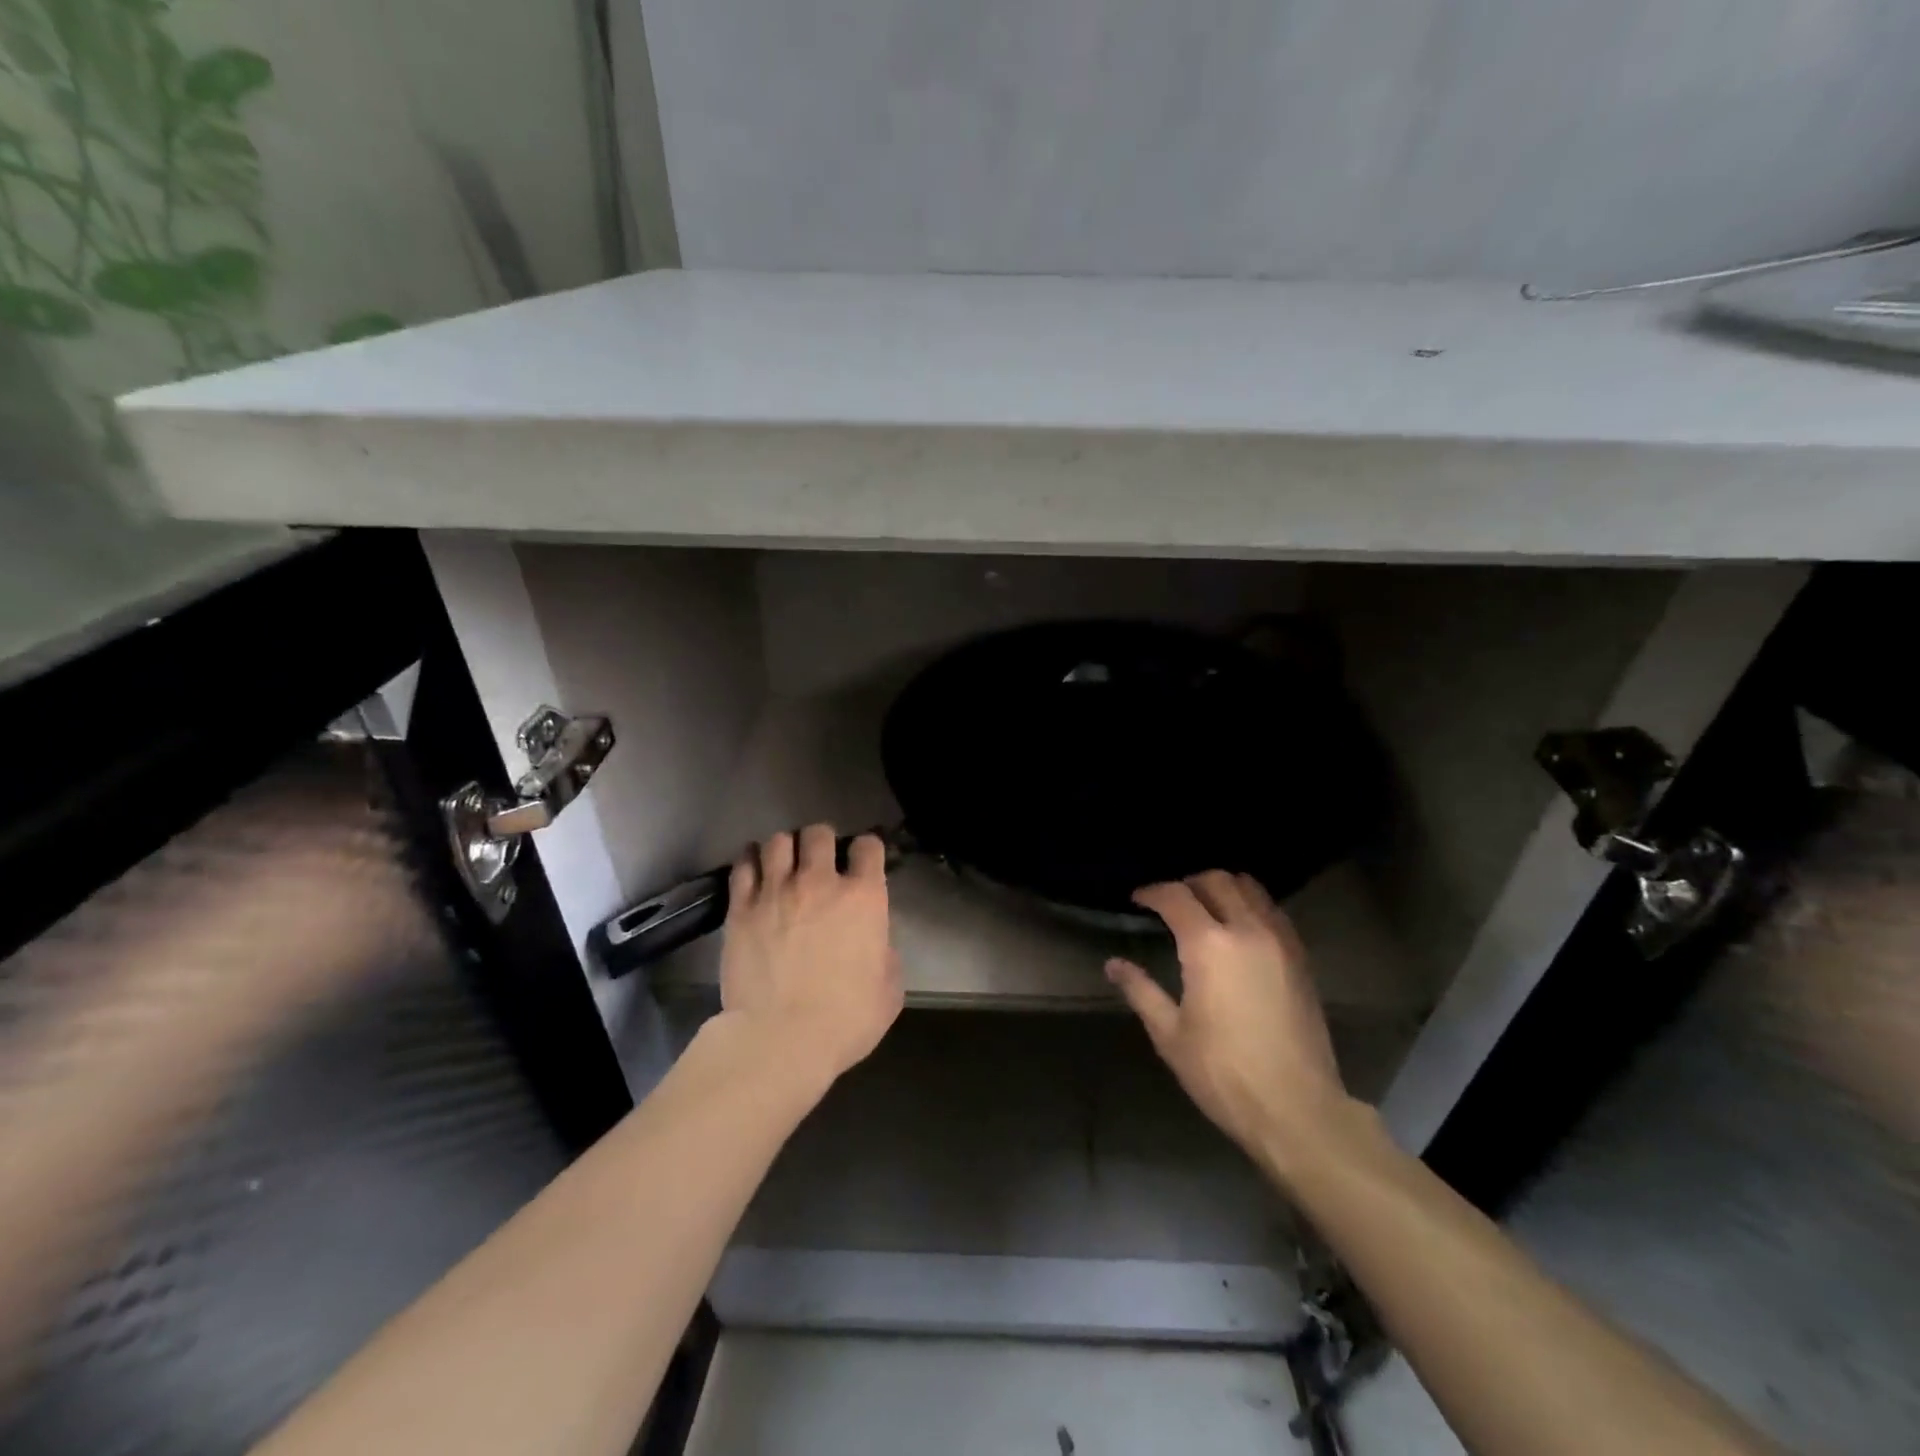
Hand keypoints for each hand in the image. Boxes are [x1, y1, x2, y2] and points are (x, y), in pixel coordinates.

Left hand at [717, 825, 902, 1082]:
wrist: (781, 1039)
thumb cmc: (845, 1020)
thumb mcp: (889, 990)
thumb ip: (885, 954)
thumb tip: (875, 943)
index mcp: (863, 897)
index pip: (868, 846)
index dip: (866, 850)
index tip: (862, 862)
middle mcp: (820, 882)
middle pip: (818, 833)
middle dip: (821, 841)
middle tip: (819, 860)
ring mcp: (776, 891)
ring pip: (778, 841)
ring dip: (785, 848)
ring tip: (783, 863)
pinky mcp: (741, 908)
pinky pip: (744, 865)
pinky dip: (751, 860)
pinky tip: (754, 869)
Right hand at [1107, 871, 1352, 1176]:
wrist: (1297, 1110)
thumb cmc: (1224, 1074)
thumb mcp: (1171, 1036)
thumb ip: (1141, 991)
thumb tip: (1114, 964)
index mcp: (1209, 946)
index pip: (1176, 897)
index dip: (1152, 892)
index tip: (1138, 899)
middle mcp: (1247, 930)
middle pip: (1217, 881)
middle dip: (1189, 884)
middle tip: (1171, 902)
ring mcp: (1280, 942)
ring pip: (1251, 889)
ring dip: (1224, 889)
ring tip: (1206, 908)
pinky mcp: (1301, 959)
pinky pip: (1274, 912)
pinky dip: (1252, 906)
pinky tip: (1240, 930)